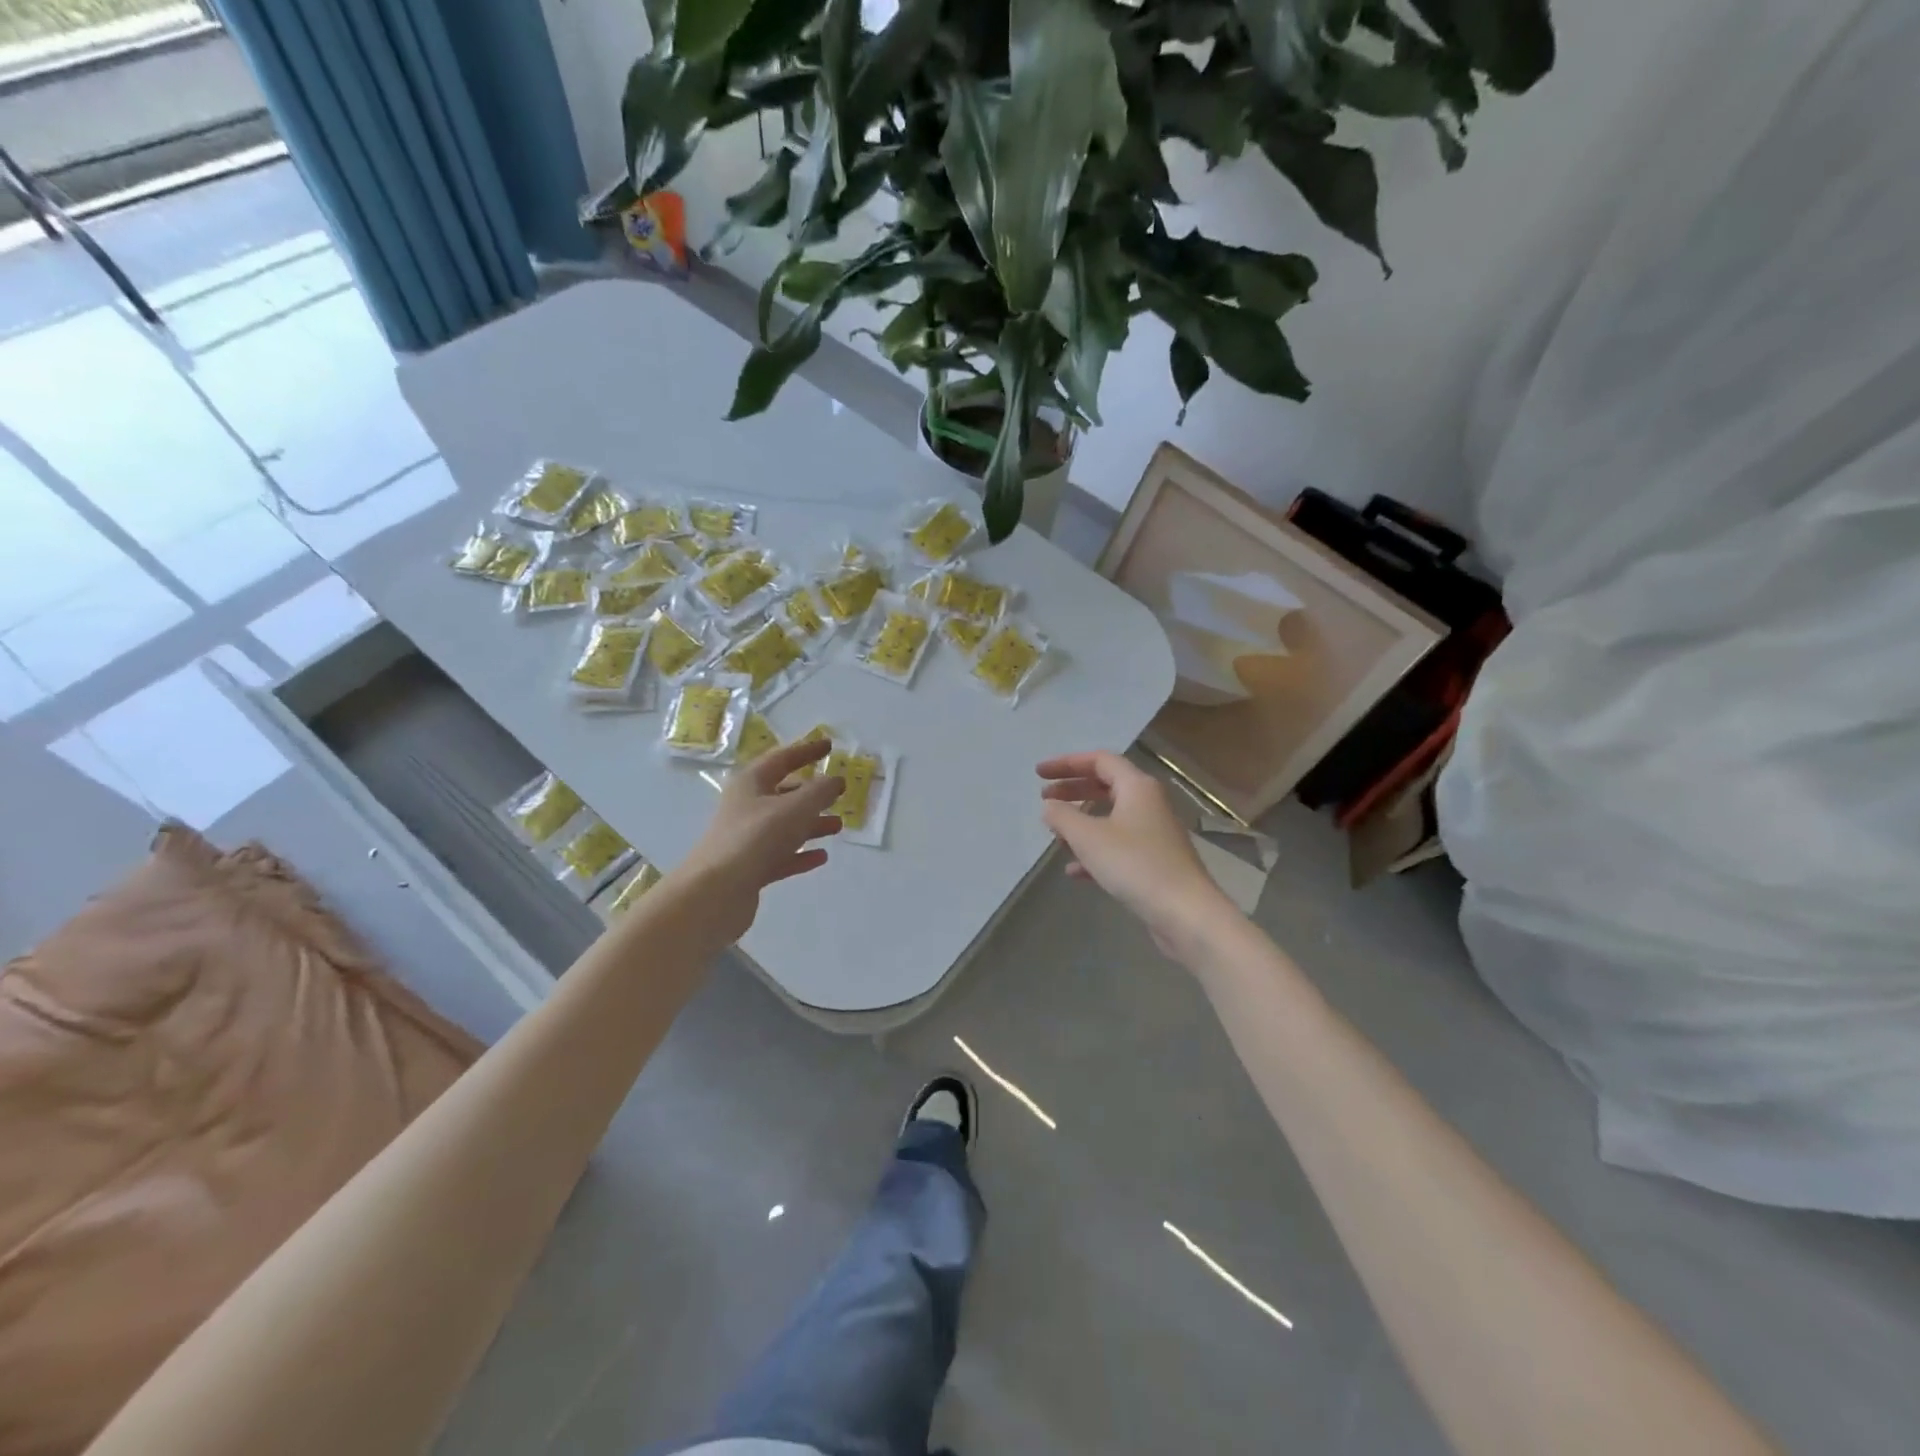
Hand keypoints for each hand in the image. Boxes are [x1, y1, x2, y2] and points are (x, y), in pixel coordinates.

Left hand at [677, 739, 843, 944]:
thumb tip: (836, 780)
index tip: (829, 746)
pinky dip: (801, 853)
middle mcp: (746, 806)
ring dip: (811, 824)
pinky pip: (781, 855)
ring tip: (838, 826)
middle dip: (812, 793)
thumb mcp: (796, 807)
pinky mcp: (750, 868)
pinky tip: (821, 857)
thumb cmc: (757, 837)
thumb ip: (821, 791)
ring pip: (785, 826)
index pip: (782, 758)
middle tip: (838, 792)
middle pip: (783, 793)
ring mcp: (747, 839)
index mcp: (751, 783)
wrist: (717, 891)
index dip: (807, 750)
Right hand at [1038, 751, 1234, 960]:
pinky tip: (1074, 871)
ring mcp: (1153, 833)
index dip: (1066, 763)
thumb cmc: (1135, 865)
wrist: (1185, 913)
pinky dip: (1094, 851)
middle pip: (1105, 785)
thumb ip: (1063, 816)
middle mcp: (1148, 803)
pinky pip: (1118, 846)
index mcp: (1137, 787)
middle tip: (1044, 798)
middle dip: (1072, 790)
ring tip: (1056, 834)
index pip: (1099, 760)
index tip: (1038, 774)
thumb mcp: (1088, 837)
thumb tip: (1049, 806)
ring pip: (1111, 817)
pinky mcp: (1154, 862)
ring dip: (1081, 822)